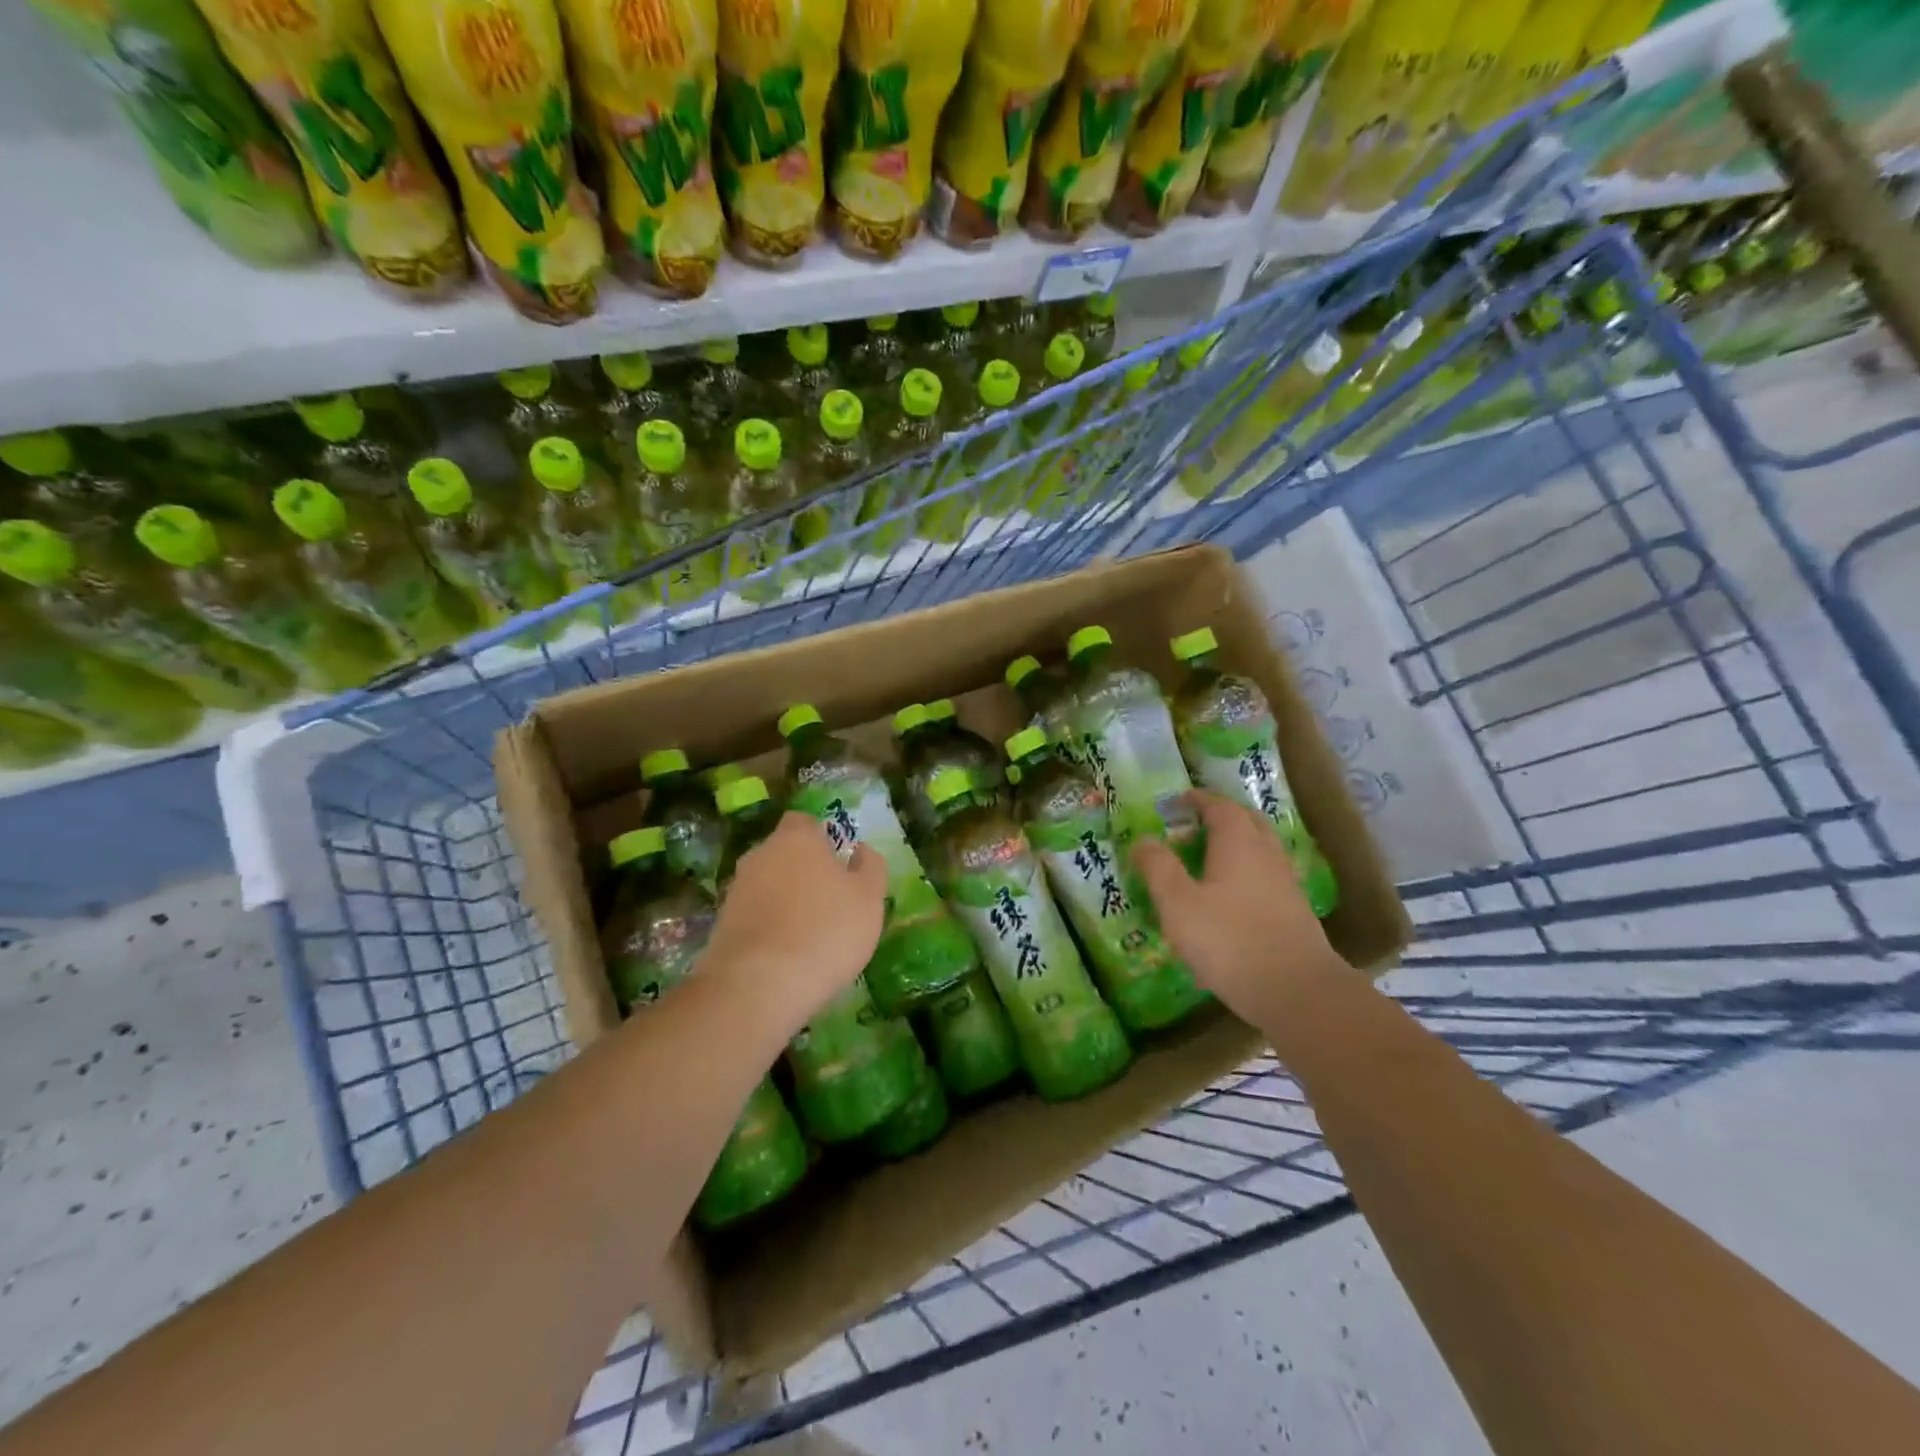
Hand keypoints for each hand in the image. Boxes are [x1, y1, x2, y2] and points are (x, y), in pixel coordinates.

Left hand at [702, 812, 887, 1031]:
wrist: (758, 986)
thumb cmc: (826, 931)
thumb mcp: (870, 899)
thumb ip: (870, 867)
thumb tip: (859, 849)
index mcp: (796, 838)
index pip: (805, 821)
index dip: (822, 838)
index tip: (838, 862)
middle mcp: (760, 854)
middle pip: (784, 853)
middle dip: (803, 870)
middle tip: (829, 900)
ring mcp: (736, 889)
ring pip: (767, 885)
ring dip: (784, 901)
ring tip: (809, 934)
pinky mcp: (721, 925)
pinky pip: (754, 915)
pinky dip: (768, 927)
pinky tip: (786, 954)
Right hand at [1131, 790, 1347, 1028]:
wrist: (1297, 991)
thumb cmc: (1230, 941)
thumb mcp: (1179, 904)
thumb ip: (1158, 868)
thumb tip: (1143, 840)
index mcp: (1238, 842)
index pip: (1219, 806)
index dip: (1198, 800)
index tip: (1178, 801)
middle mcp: (1266, 853)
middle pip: (1246, 821)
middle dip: (1221, 816)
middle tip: (1194, 823)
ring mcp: (1285, 882)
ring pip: (1259, 848)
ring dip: (1236, 843)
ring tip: (1208, 856)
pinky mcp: (1294, 911)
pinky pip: (1266, 875)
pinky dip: (1246, 870)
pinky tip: (1231, 894)